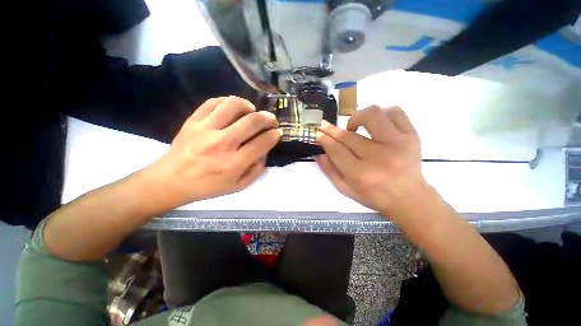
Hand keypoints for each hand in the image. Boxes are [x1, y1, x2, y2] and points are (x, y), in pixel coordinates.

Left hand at [147, 96, 280, 208]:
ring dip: (248, 105)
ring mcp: (206, 129)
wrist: (170, 180)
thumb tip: (264, 153)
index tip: (277, 132)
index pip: (262, 143)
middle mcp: (222, 143)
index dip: (274, 135)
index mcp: (234, 163)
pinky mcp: (193, 121)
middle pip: (252, 121)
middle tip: (271, 120)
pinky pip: (213, 102)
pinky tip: (232, 109)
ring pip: (233, 105)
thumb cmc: (207, 186)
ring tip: (252, 111)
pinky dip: (227, 101)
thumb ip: (256, 171)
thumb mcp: (237, 186)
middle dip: (268, 118)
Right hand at [316, 105, 428, 219]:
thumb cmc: (375, 196)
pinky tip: (375, 124)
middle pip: (348, 135)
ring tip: (353, 127)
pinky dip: (382, 113)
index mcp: (361, 174)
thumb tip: (319, 154)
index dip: (324, 140)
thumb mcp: (346, 190)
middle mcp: (378, 157)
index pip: (336, 150)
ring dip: (356, 118)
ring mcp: (398, 143)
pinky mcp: (412, 135)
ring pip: (372, 115)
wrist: (410, 198)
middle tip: (325, 127)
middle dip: (331, 130)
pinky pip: (395, 112)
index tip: (319, 134)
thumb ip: (330, 172)